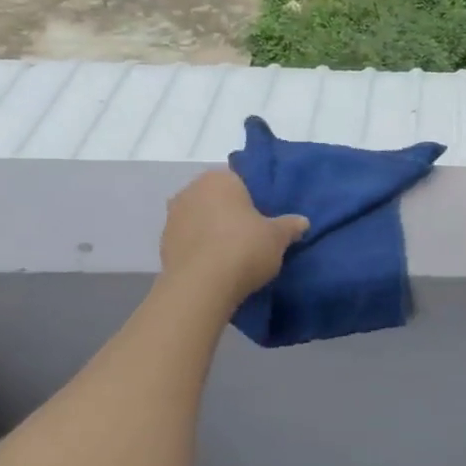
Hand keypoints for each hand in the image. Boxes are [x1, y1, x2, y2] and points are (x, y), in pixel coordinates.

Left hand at [159, 169, 307, 303]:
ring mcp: (172, 217)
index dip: (254, 198)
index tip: (264, 217)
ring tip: (233, 253)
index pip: (240, 180)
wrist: (201, 287)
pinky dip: (201, 248)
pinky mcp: (163, 244)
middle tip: (252, 234)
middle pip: (217, 198)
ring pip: (200, 219)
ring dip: (213, 231)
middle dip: (231, 213)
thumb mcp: (278, 237)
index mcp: (219, 179)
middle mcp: (191, 190)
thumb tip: (302, 222)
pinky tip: (216, 266)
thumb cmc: (244, 248)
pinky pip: (189, 240)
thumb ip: (290, 226)